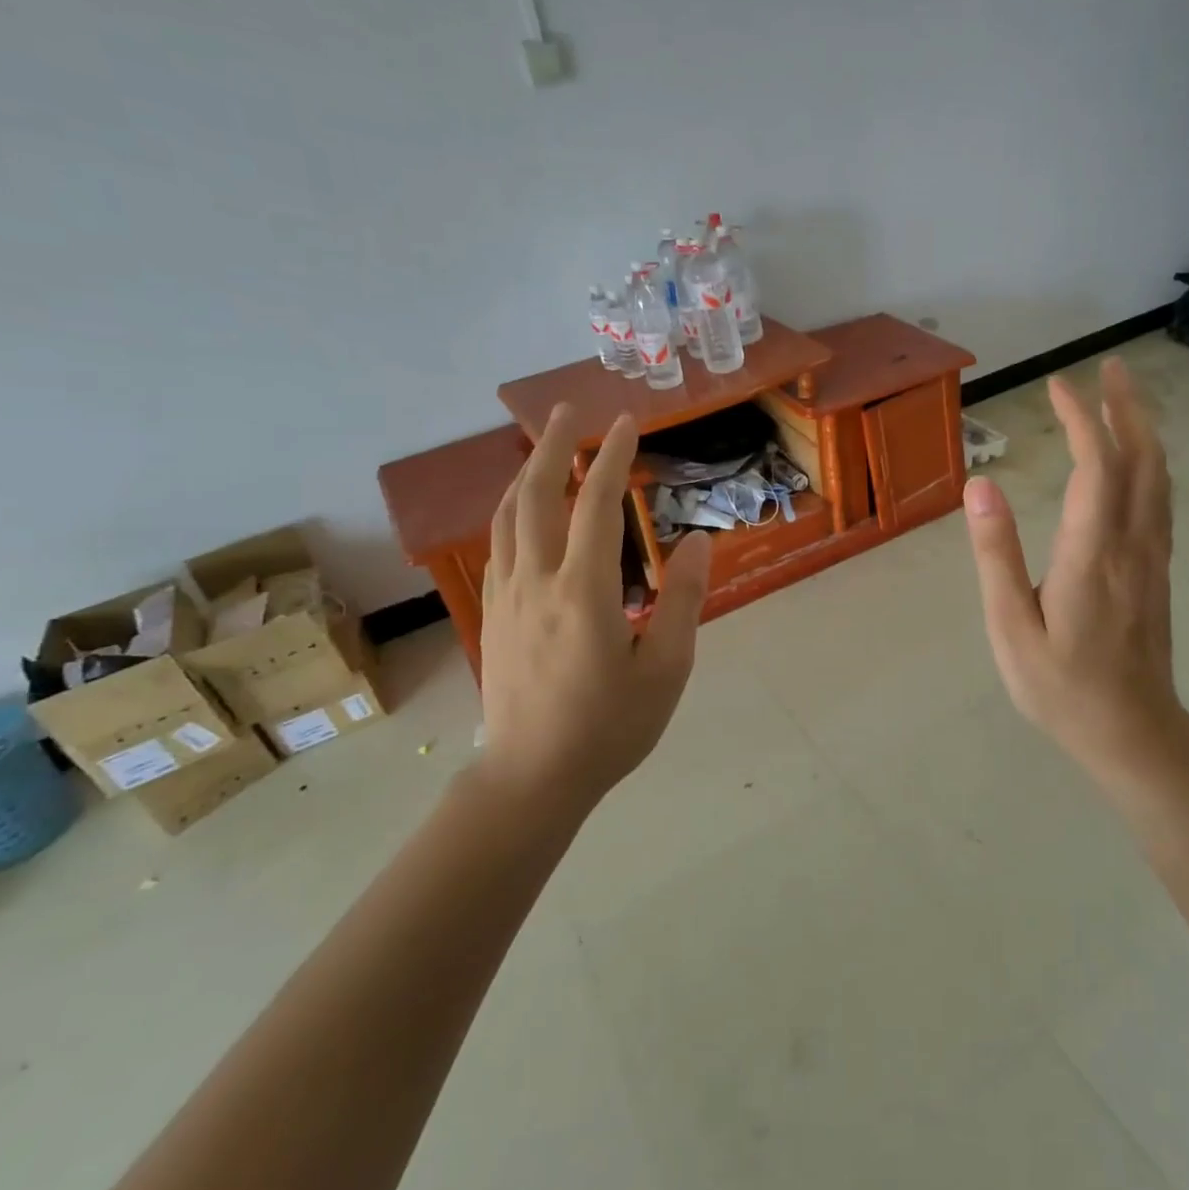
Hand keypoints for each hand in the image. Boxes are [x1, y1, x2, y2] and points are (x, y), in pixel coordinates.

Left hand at [476, 404, 711, 807]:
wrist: (532, 778)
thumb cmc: (610, 727)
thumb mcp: (665, 669)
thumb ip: (682, 600)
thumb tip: (695, 542)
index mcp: (583, 592)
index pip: (596, 505)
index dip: (613, 457)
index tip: (627, 422)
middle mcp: (536, 581)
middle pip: (538, 495)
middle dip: (554, 446)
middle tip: (568, 411)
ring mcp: (506, 597)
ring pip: (509, 516)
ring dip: (528, 473)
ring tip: (547, 448)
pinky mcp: (494, 614)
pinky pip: (499, 544)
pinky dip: (513, 510)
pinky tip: (525, 511)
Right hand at [963, 357, 1184, 777]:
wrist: (1132, 732)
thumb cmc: (1060, 686)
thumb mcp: (1011, 626)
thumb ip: (997, 554)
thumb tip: (981, 486)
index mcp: (1092, 553)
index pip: (1096, 466)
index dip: (1081, 418)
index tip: (1059, 385)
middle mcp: (1132, 544)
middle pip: (1142, 459)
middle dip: (1127, 407)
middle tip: (1110, 366)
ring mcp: (1152, 556)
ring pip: (1158, 477)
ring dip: (1144, 429)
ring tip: (1124, 397)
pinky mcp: (1156, 570)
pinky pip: (1159, 499)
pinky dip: (1150, 462)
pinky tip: (1136, 459)